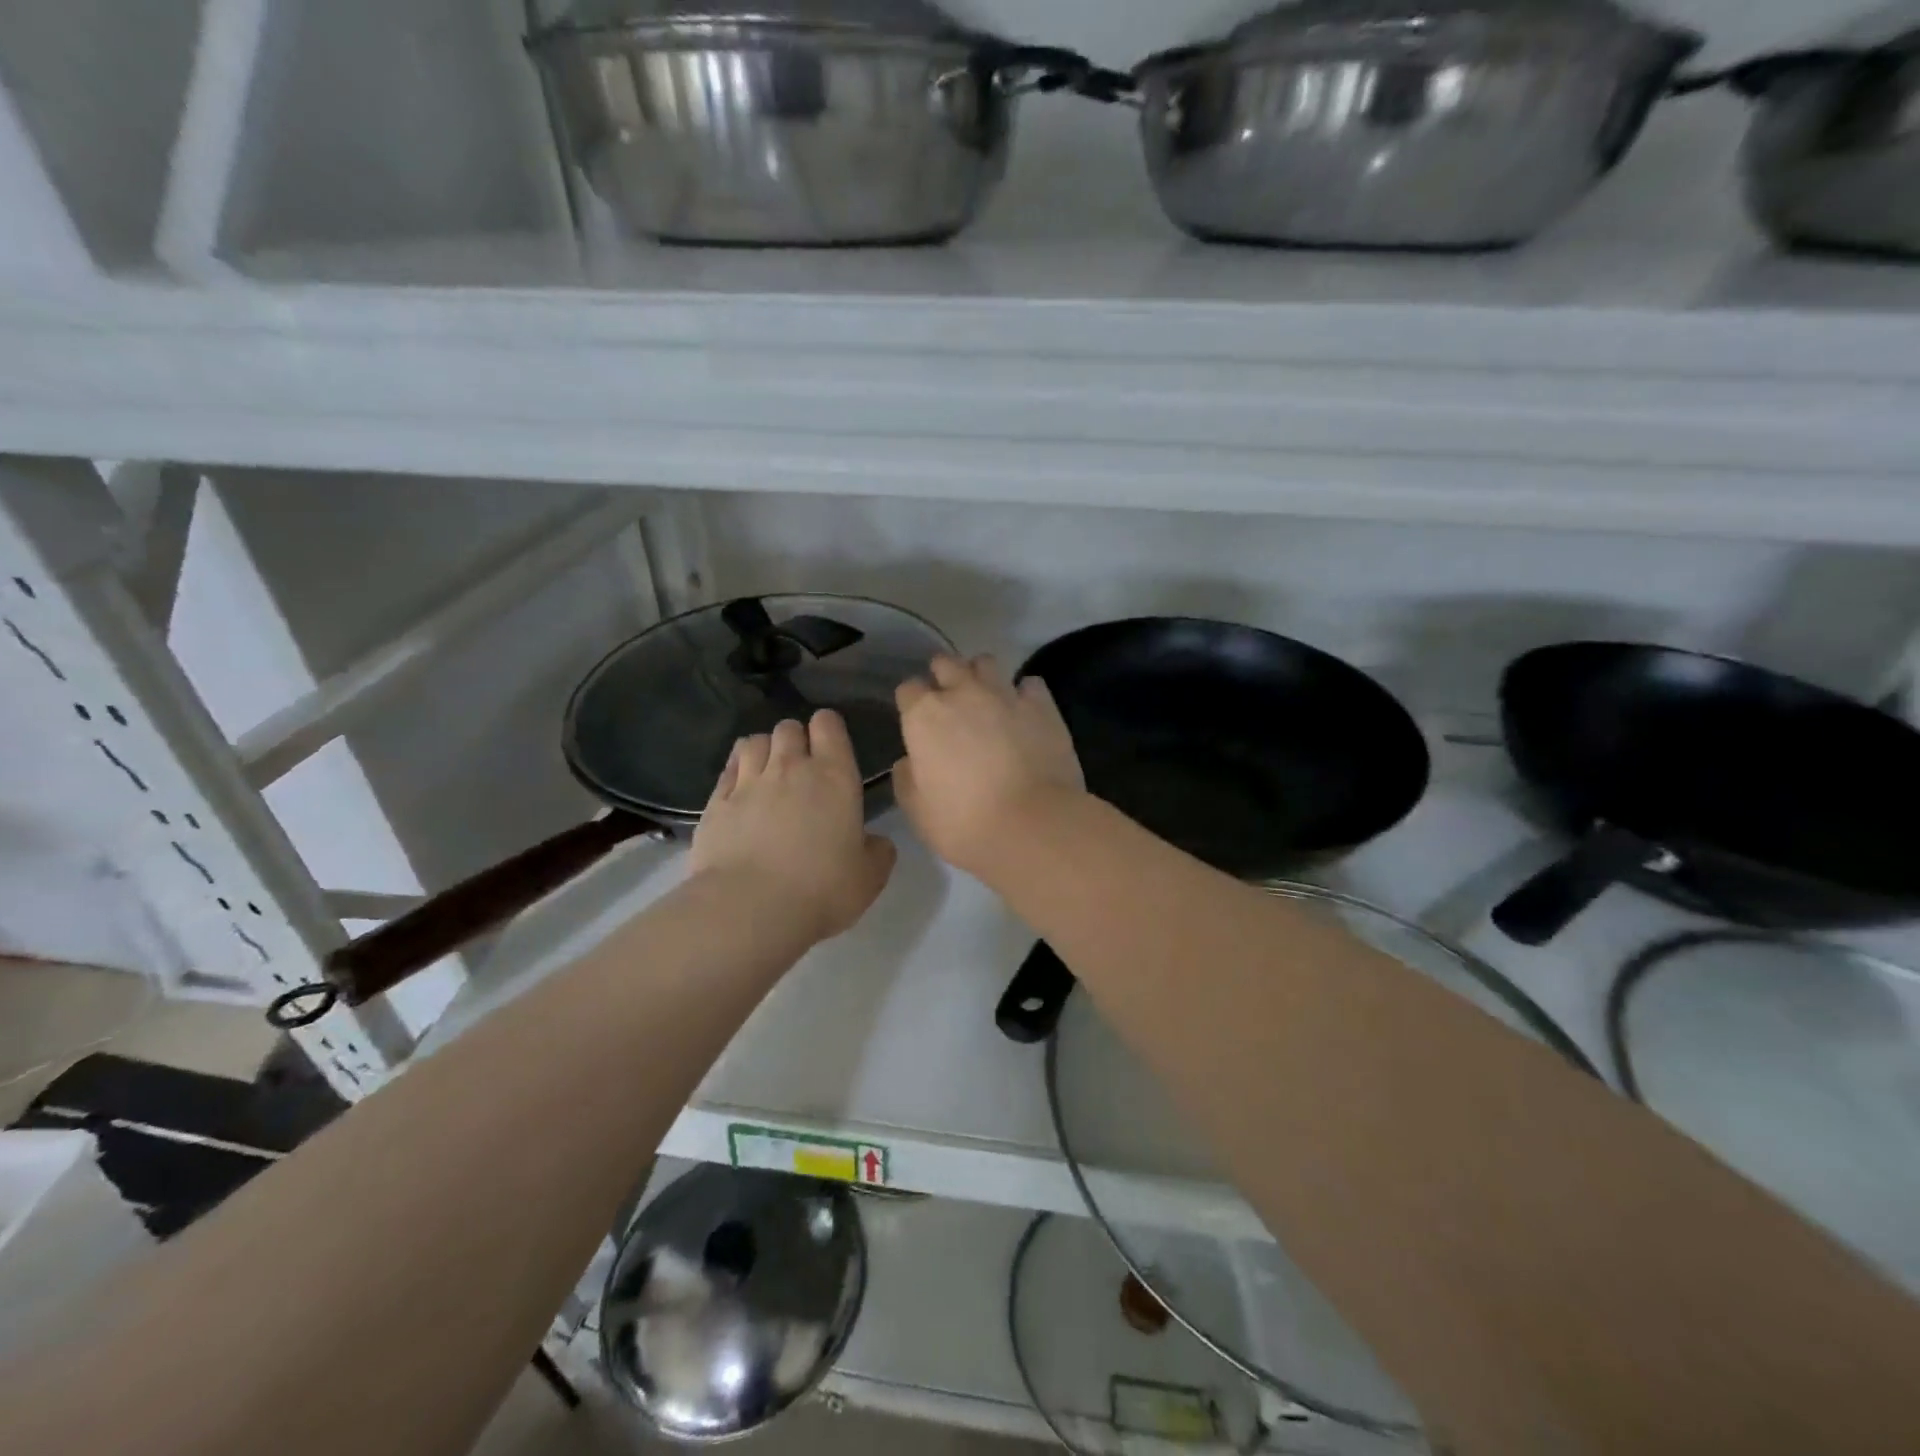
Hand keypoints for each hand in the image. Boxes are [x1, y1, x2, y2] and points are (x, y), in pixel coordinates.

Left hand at [692, 712, 896, 943]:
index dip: (829, 729)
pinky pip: (727, 768)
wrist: (751, 908)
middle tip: (801, 767)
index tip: (832, 748)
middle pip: (788, 728)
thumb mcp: (869, 877)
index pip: (829, 724)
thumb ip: (878, 852)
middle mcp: (790, 767)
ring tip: (767, 772)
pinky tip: (740, 788)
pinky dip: (736, 770)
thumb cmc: (821, 889)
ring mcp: (749, 782)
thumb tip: (876, 841)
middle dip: (795, 739)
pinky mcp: (716, 802)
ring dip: (764, 750)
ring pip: (754, 741)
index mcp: (834, 776)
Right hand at [894, 654, 1085, 878]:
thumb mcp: (918, 811)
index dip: (912, 703)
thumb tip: (909, 761)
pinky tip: (1024, 712)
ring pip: (986, 662)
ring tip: (986, 699)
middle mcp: (962, 693)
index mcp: (924, 716)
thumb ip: (907, 779)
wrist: (1033, 825)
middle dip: (944, 676)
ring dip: (981, 675)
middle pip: (946, 664)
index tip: (917, 721)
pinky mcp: (1042, 705)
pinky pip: (1029, 684)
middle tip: (950, 701)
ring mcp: (1004, 694)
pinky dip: (1024, 693)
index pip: (908, 690)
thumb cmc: (965, 824)